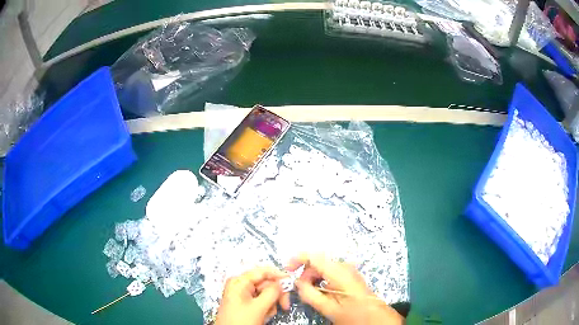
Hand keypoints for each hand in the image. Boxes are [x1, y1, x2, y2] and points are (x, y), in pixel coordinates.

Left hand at [215, 267, 289, 324]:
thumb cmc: (241, 320)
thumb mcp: (259, 307)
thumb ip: (272, 292)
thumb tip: (283, 282)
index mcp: (240, 281)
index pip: (263, 271)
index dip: (279, 275)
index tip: (292, 282)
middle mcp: (240, 285)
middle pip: (265, 283)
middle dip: (276, 294)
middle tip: (285, 305)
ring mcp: (242, 295)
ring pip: (265, 293)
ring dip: (271, 303)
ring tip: (268, 314)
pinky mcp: (244, 304)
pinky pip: (260, 301)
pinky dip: (266, 308)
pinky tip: (264, 316)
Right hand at [287, 254, 403, 324]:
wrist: (375, 317)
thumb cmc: (353, 313)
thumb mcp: (328, 308)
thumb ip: (310, 294)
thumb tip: (297, 283)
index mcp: (338, 272)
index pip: (314, 256)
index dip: (297, 259)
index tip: (287, 269)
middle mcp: (344, 266)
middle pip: (317, 261)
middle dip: (305, 273)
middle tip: (300, 289)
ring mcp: (348, 270)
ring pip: (323, 267)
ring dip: (312, 277)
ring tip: (310, 293)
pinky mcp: (349, 275)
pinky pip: (330, 272)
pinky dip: (321, 279)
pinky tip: (321, 292)